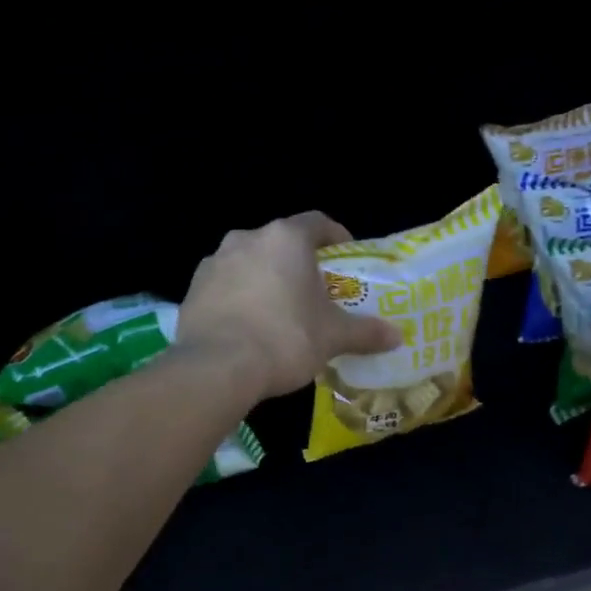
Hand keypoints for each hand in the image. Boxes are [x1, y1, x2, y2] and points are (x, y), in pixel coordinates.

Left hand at [177, 212, 402, 400]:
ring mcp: (215, 261)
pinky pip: (226, 285)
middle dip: (300, 262)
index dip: (336, 237)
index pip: (318, 223)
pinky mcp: (193, 288)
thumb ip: (366, 332)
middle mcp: (248, 238)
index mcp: (286, 239)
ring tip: (281, 311)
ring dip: (267, 278)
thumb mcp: (333, 337)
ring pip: (251, 262)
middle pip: (282, 242)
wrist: (217, 367)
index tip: (346, 257)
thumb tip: (397, 337)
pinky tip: (250, 326)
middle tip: (316, 291)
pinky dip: (241, 296)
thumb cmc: (286, 339)